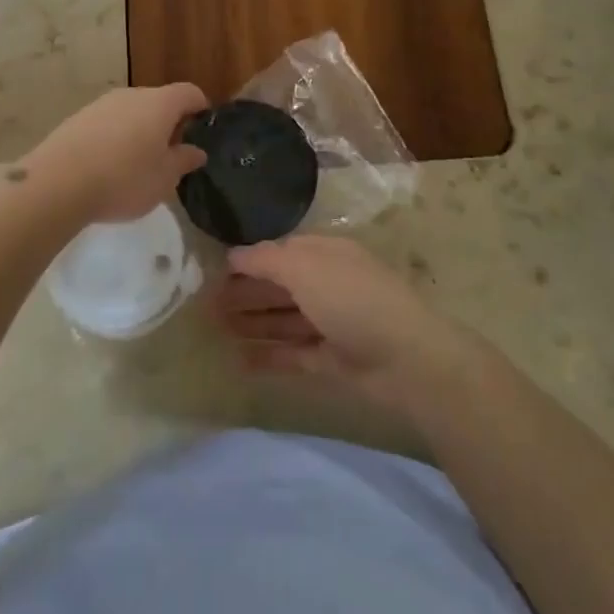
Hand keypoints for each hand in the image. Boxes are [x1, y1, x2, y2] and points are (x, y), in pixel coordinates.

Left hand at [25, 83, 209, 224]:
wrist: (58, 183)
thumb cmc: (124, 179)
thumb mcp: (164, 179)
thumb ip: (183, 161)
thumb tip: (196, 151)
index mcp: (159, 104)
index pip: (189, 93)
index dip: (200, 107)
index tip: (203, 128)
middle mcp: (131, 95)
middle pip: (158, 101)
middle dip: (168, 123)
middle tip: (171, 154)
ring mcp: (101, 104)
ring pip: (131, 112)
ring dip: (140, 130)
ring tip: (138, 164)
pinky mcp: (77, 119)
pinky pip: (107, 123)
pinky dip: (115, 138)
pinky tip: (108, 166)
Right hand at [213, 234, 479, 417]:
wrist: (408, 359)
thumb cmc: (352, 298)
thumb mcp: (304, 266)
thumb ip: (265, 259)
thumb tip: (234, 254)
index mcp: (325, 253)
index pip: (279, 251)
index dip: (247, 261)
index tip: (213, 272)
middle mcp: (327, 283)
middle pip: (279, 286)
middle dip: (245, 293)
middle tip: (206, 306)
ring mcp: (332, 322)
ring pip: (284, 320)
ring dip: (252, 323)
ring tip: (216, 331)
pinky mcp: (333, 359)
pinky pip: (294, 353)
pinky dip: (269, 355)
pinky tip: (240, 361)